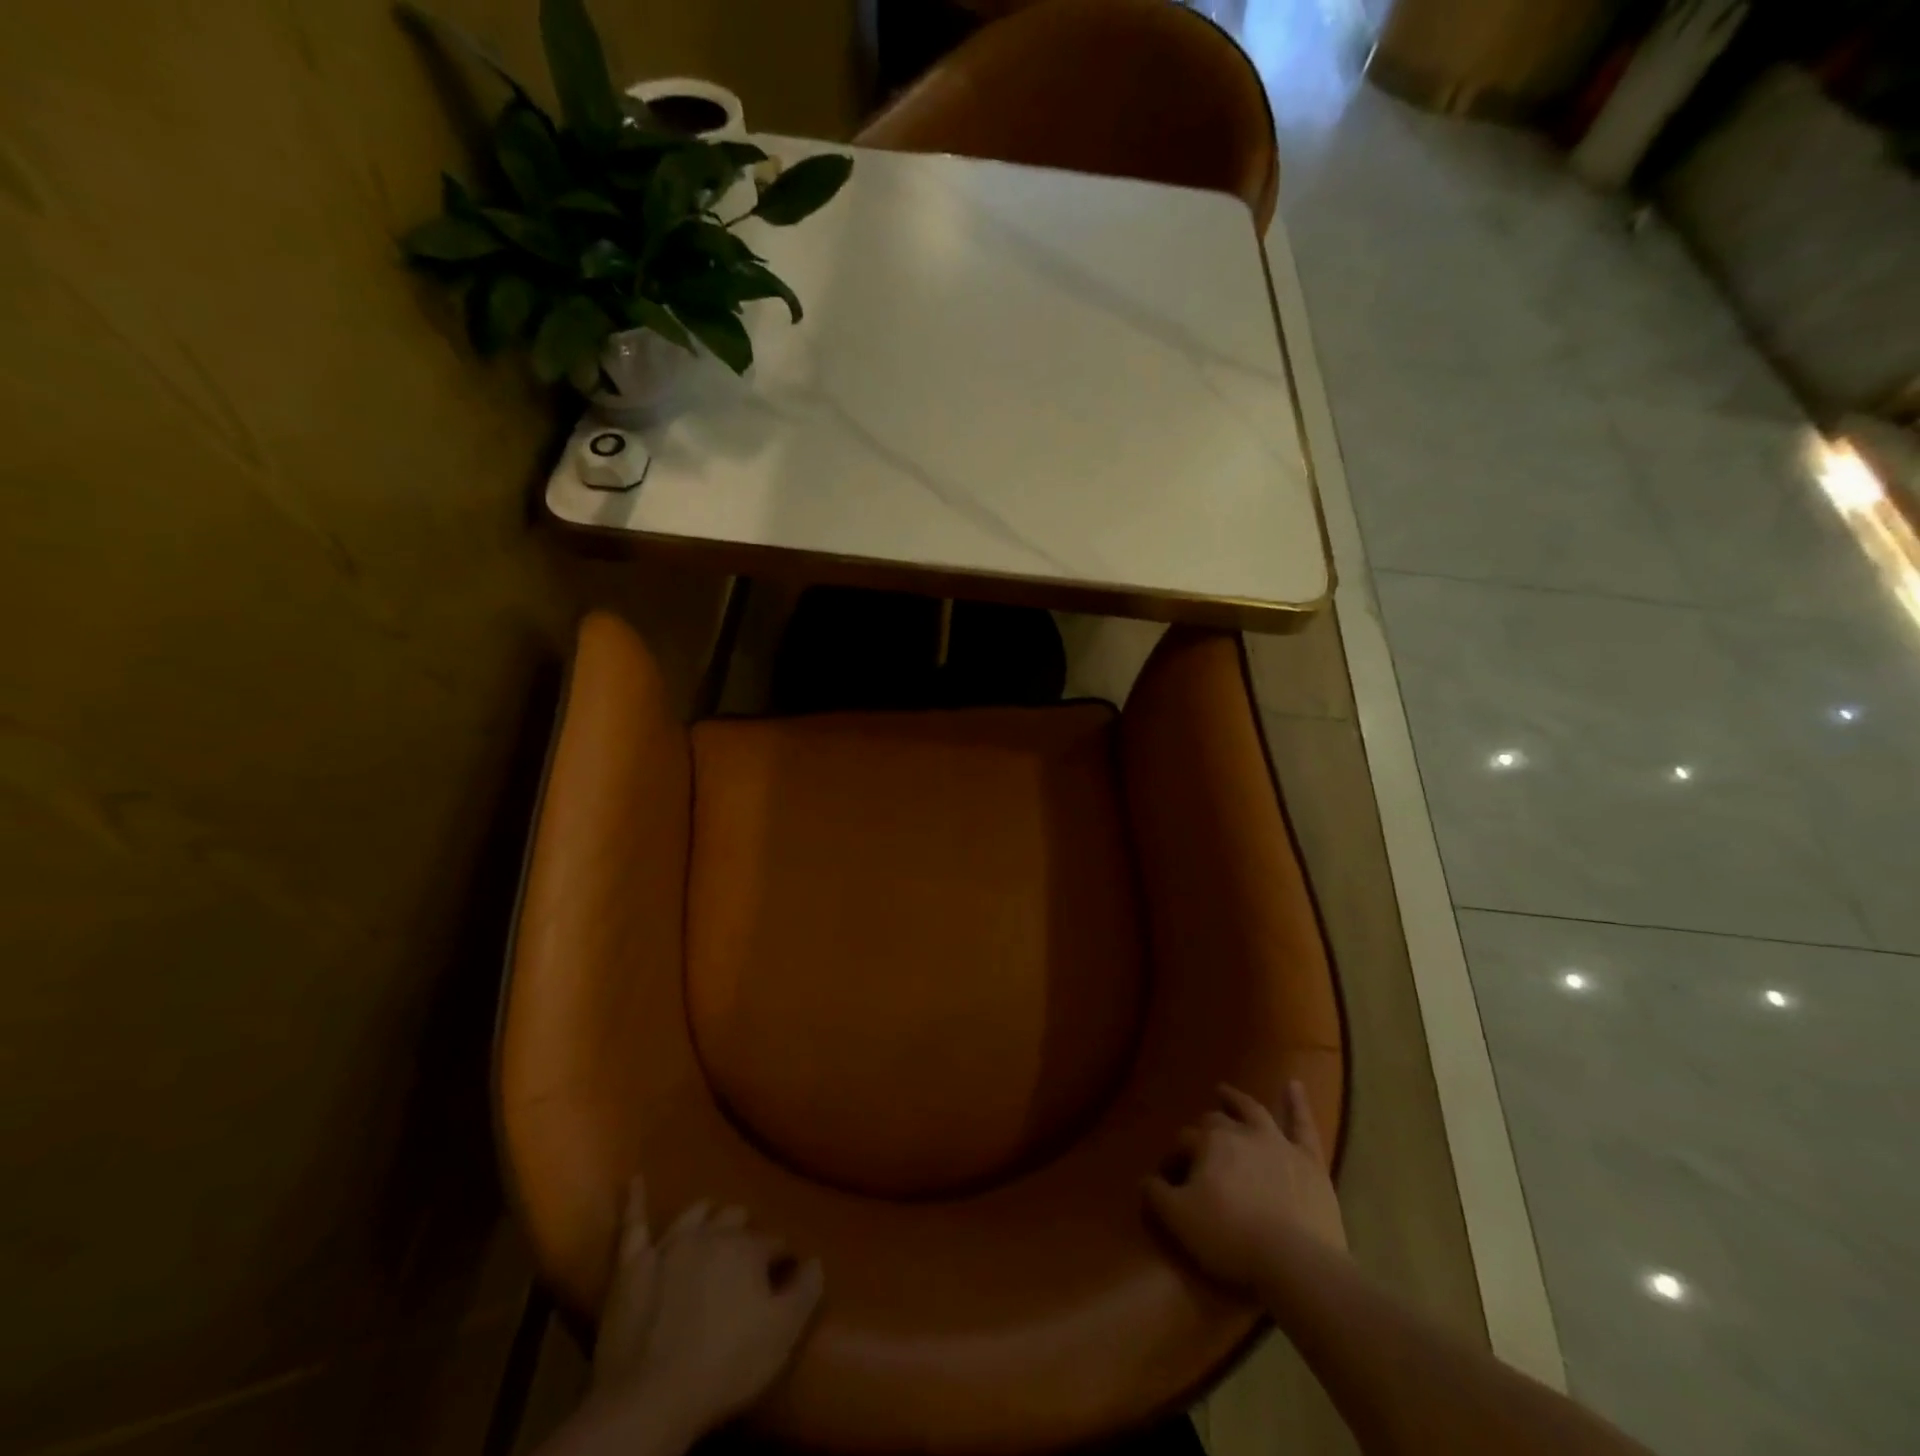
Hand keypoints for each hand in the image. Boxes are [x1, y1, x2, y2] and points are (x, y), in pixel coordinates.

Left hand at [589, 1177, 823, 1441]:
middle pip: (733, 1220)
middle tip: (748, 1247)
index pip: (773, 1242)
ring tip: (712, 1214)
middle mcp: (710, 1235)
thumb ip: (807, 1290)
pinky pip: (632, 1225)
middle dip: (744, 1228)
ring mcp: (668, 1247)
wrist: (650, 1397)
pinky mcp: (631, 1266)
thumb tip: (817, 1259)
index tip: (785, 1268)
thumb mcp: (783, 1333)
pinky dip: (635, 1201)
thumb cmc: (725, 1364)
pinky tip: (635, 1181)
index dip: (781, 1256)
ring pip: (693, 1215)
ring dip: (706, 1213)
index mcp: (747, 1249)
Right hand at [1144, 1082, 1345, 1290]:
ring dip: (1236, 1100)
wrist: (1295, 1263)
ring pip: (1253, 1111)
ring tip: (1224, 1091)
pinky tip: (1294, 1084)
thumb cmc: (1231, 1239)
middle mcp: (1240, 1132)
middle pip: (1215, 1122)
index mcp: (1208, 1143)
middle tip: (1196, 1142)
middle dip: (1202, 1129)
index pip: (1183, 1142)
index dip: (1174, 1157)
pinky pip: (1304, 1126)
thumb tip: (1145, 1180)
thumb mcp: (1179, 1219)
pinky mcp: (1309, 1161)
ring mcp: (1278, 1144)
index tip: (1169, 1177)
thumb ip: (1156, 1194)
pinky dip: (1298, 1103)